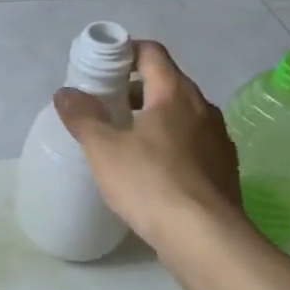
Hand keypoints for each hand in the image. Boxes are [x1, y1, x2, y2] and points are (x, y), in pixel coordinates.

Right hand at [53, 40, 249, 250]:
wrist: (205, 238)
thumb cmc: (150, 183)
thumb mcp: (104, 149)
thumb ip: (83, 117)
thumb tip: (64, 92)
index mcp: (175, 93)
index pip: (152, 53)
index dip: (126, 51)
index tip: (102, 66)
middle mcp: (203, 108)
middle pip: (167, 82)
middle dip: (135, 88)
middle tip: (106, 105)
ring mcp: (218, 139)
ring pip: (181, 114)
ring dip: (154, 117)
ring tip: (125, 139)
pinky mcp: (224, 168)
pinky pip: (192, 142)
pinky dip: (170, 143)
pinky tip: (152, 170)